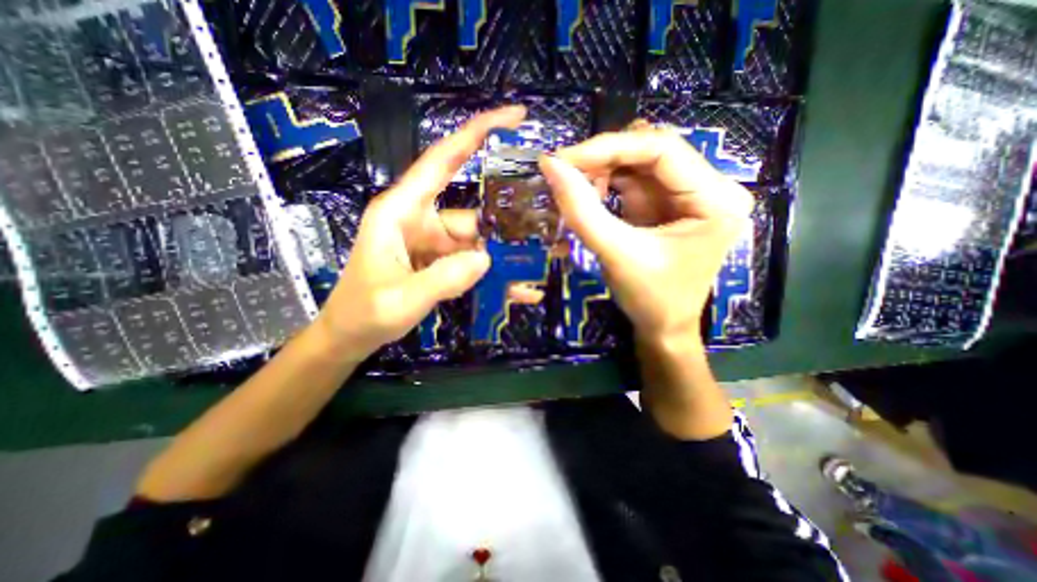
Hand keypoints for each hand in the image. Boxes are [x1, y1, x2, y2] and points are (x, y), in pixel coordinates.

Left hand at [316, 105, 526, 359]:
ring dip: (504, 258)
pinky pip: (474, 264)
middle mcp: (422, 221)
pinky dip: (495, 276)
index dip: (475, 134)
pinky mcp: (441, 262)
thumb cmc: (363, 313)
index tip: (514, 117)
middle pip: (473, 215)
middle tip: (545, 234)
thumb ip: (441, 279)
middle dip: (506, 226)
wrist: (352, 337)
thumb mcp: (399, 300)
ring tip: (537, 270)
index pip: (442, 161)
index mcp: (402, 212)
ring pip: (478, 242)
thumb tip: (485, 259)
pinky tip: (520, 289)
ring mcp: (434, 244)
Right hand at [539, 121, 749, 350]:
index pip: (661, 149)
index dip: (608, 147)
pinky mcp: (670, 204)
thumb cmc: (649, 299)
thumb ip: (582, 210)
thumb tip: (550, 165)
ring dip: (604, 171)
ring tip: (576, 190)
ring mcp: (690, 195)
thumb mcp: (615, 254)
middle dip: (604, 160)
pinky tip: (592, 198)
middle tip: (565, 173)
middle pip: (651, 151)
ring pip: (641, 163)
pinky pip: (637, 180)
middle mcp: (711, 188)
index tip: (563, 159)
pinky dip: (609, 184)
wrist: (663, 328)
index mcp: (715, 199)